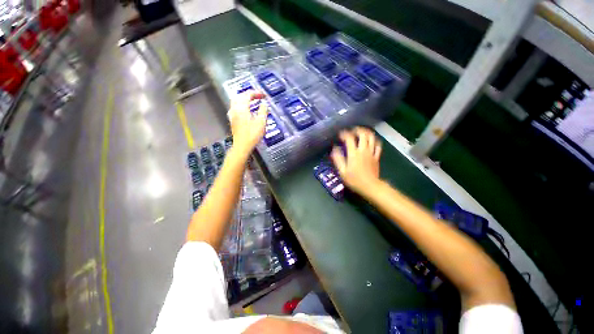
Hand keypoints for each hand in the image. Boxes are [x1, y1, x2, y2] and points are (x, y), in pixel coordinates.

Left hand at [227, 91, 267, 156]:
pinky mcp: (232, 120)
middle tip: (257, 96)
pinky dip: (241, 105)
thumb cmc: (252, 135)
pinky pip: (235, 107)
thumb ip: (263, 111)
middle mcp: (235, 109)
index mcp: (242, 108)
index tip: (263, 95)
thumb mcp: (261, 122)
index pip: (247, 95)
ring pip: (236, 101)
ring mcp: (232, 115)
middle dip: (249, 94)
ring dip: (244, 99)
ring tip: (252, 101)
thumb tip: (264, 104)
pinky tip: (246, 110)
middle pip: (239, 96)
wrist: (242, 146)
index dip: (256, 93)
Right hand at [331, 127, 381, 194]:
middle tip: (352, 130)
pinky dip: (375, 141)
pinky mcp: (377, 157)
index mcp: (353, 153)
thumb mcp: (342, 171)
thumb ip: (338, 159)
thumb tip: (334, 149)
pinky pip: (378, 145)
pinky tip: (371, 141)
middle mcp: (363, 150)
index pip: (349, 138)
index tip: (340, 134)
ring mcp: (371, 153)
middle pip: (363, 134)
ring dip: (367, 132)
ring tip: (361, 132)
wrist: (370, 186)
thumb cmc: (354, 180)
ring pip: (372, 138)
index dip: (344, 134)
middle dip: (357, 130)